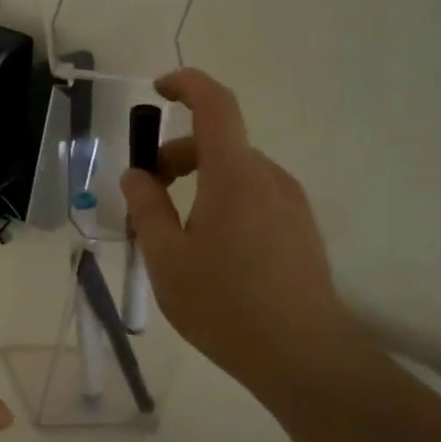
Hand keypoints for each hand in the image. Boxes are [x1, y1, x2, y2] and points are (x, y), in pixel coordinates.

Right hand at [121, 70, 368, 400]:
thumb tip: (137, 175)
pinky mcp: (302, 230)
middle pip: (218, 144)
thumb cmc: (224, 304)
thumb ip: (147, 208)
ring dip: (199, 185)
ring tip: (174, 237)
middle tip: (145, 200)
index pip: (215, 105)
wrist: (303, 356)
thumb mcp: (166, 258)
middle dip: (175, 159)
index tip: (157, 91)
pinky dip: (223, 203)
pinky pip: (255, 198)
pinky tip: (211, 252)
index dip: (186, 85)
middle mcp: (269, 178)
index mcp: (235, 175)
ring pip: (236, 174)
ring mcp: (292, 204)